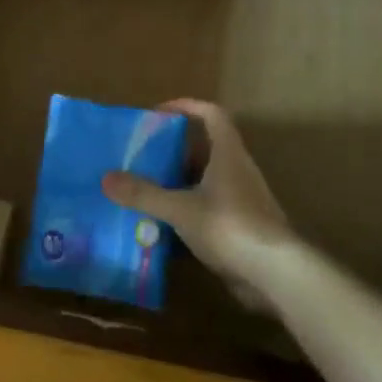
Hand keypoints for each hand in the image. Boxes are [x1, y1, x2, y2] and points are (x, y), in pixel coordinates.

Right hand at [102, 99, 291, 303]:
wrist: (275, 274)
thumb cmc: (230, 227)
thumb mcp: (180, 209)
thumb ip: (144, 194)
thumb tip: (106, 178)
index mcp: (228, 155)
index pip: (212, 115)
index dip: (186, 106)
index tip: (158, 113)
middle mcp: (237, 171)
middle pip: (204, 149)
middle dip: (172, 151)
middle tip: (141, 156)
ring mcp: (241, 200)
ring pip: (204, 182)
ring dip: (177, 183)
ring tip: (144, 190)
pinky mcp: (240, 227)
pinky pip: (207, 209)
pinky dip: (185, 212)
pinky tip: (161, 226)